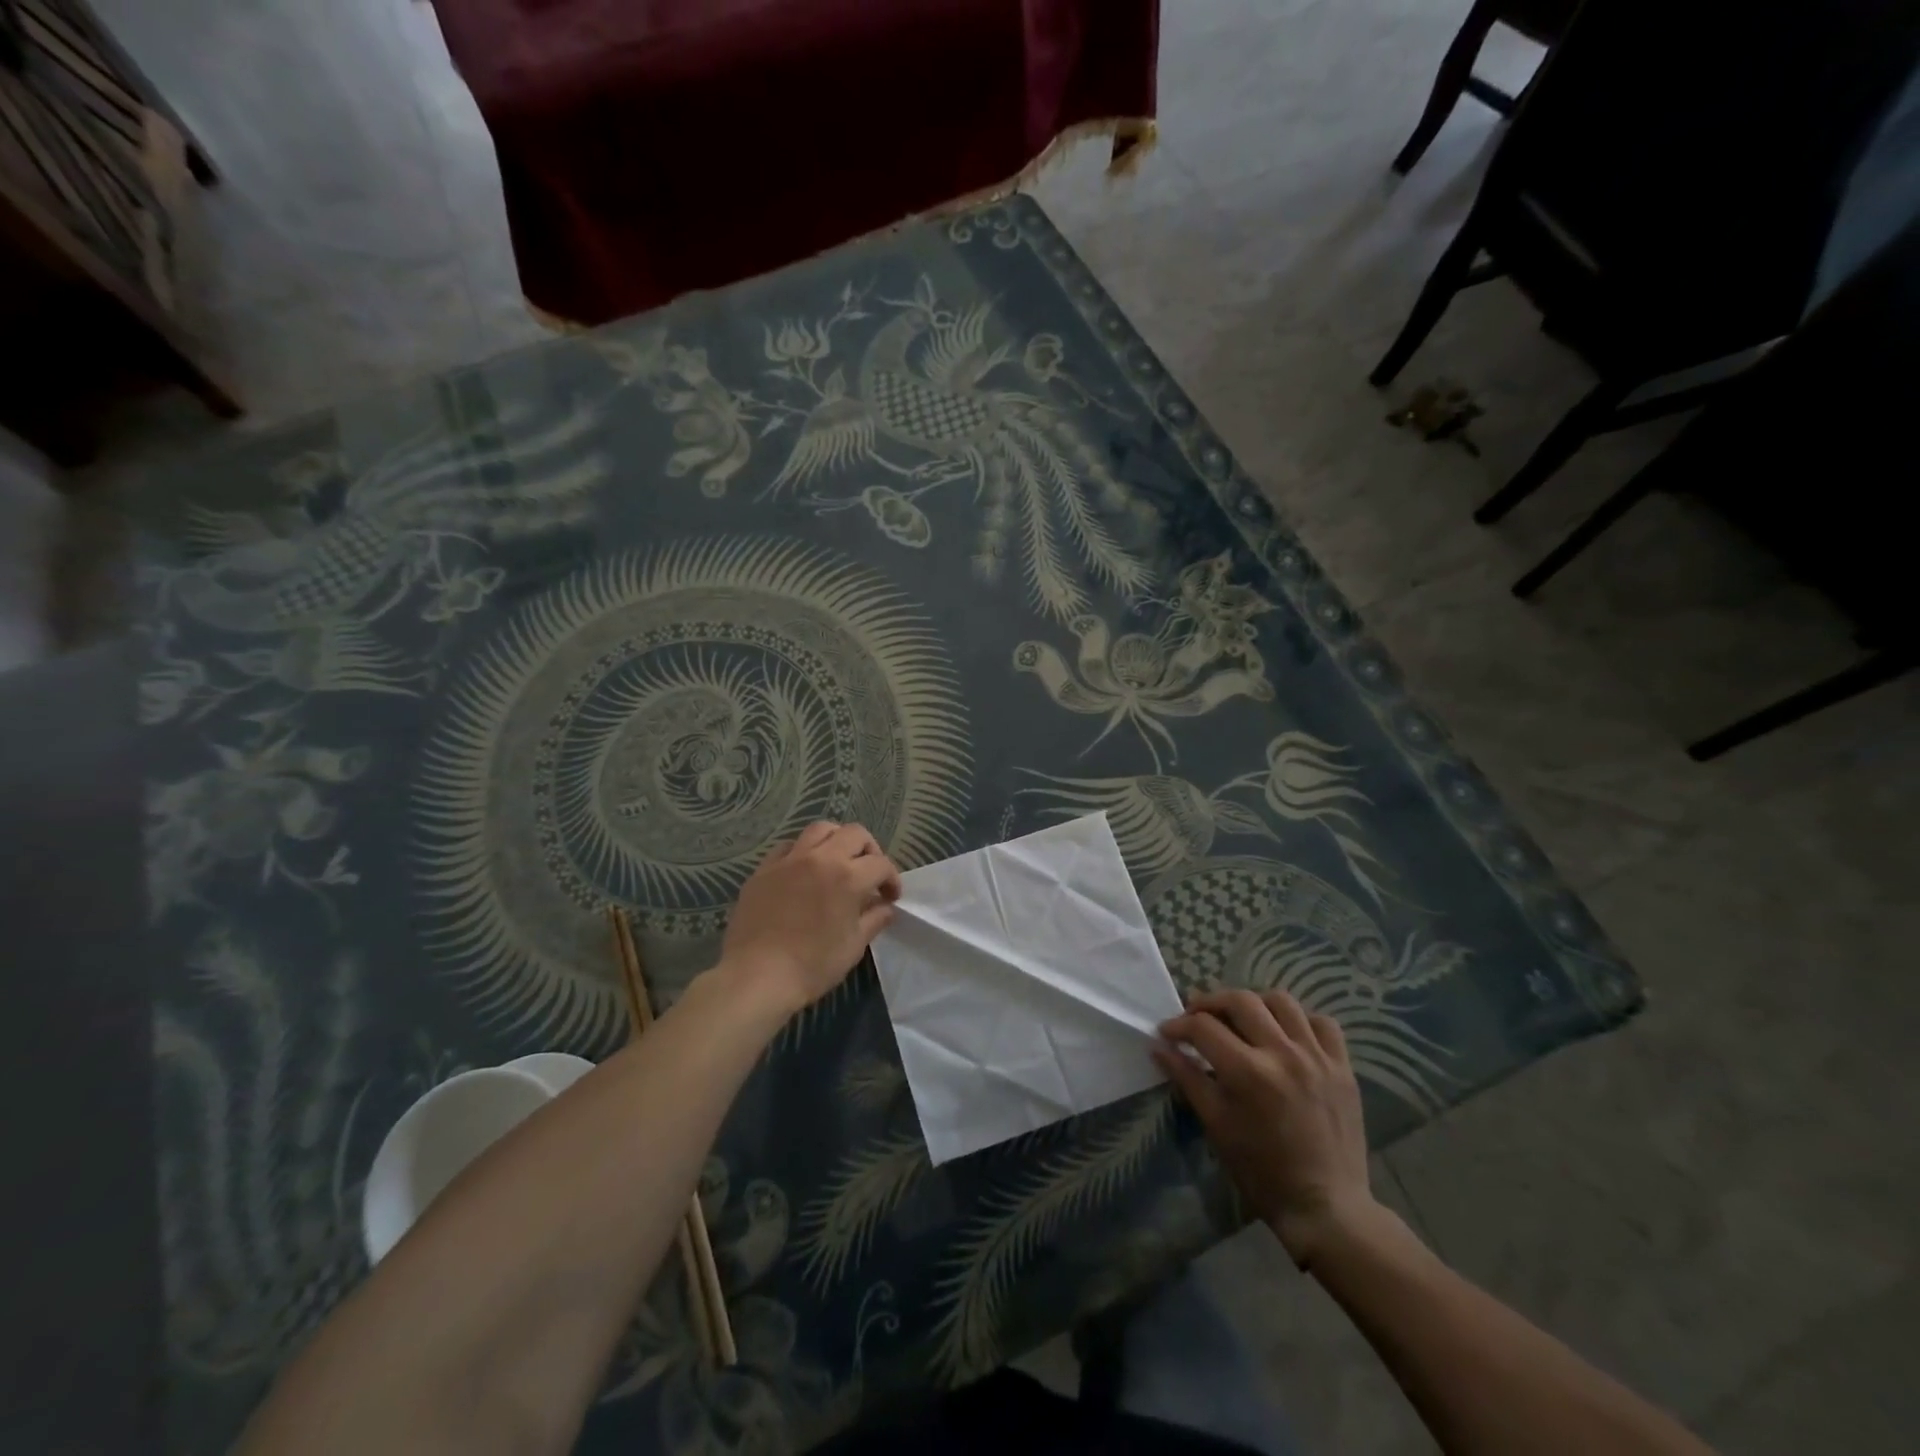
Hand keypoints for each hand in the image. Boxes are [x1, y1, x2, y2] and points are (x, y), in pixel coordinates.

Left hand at [719, 823, 901, 1016]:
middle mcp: (821, 858)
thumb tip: (885, 907)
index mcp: (848, 877)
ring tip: (838, 862)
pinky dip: (803, 851)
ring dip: (837, 840)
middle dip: (870, 850)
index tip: (890, 897)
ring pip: (820, 829)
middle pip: (855, 834)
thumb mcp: (853, 946)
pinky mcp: (764, 869)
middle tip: (869, 874)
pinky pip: (789, 846)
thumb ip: (874, 920)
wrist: (756, 976)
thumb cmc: (812, 966)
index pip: (881, 864)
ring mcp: (790, 860)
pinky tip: (804, 870)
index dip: (891, 879)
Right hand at [1154, 988, 1376, 1265]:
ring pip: (1281, 1001)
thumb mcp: (1216, 1124)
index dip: (1179, 1025)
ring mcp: (1317, 1057)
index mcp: (1248, 1072)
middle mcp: (1283, 1054)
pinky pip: (1323, 1023)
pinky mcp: (1342, 1067)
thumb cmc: (1262, 1171)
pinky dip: (1300, 1020)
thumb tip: (1158, 1046)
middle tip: (1197, 1017)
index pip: (1203, 1026)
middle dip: (1210, 1003)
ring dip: (1254, 1004)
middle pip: (1240, 1000)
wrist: (1325, 1206)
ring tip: (1242, 1020)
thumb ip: (1187, 1078)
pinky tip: (1287, 1035)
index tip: (1168, 1033)